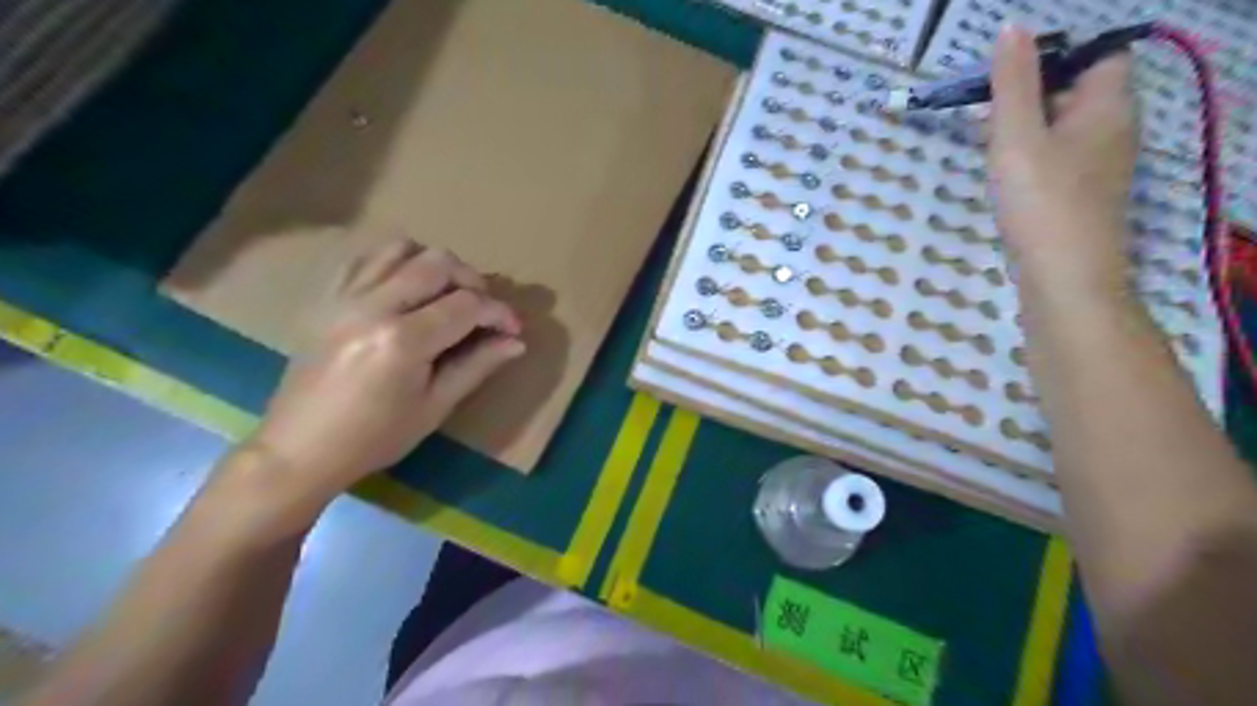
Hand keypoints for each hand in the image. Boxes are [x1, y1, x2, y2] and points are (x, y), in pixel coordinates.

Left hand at [243, 241, 523, 504]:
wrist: (298, 449)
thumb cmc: (374, 438)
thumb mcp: (434, 407)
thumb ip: (477, 366)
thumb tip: (516, 342)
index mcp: (403, 340)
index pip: (467, 304)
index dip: (499, 313)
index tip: (514, 329)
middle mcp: (373, 305)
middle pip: (438, 263)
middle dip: (473, 280)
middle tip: (484, 310)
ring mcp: (345, 296)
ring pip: (402, 248)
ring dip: (436, 265)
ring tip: (448, 294)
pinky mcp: (328, 297)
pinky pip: (367, 258)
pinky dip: (398, 262)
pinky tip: (409, 289)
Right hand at [992, 21, 1141, 303]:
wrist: (1063, 278)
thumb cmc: (1041, 201)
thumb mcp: (1017, 136)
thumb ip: (1012, 84)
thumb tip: (1012, 28)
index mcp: (1108, 107)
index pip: (1100, 56)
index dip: (1058, 58)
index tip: (1009, 78)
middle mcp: (1114, 131)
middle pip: (1077, 93)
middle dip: (1030, 97)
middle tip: (985, 116)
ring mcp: (1100, 168)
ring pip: (1063, 131)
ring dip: (1026, 131)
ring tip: (986, 148)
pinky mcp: (1082, 198)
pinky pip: (1059, 161)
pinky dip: (1031, 160)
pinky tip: (1003, 179)